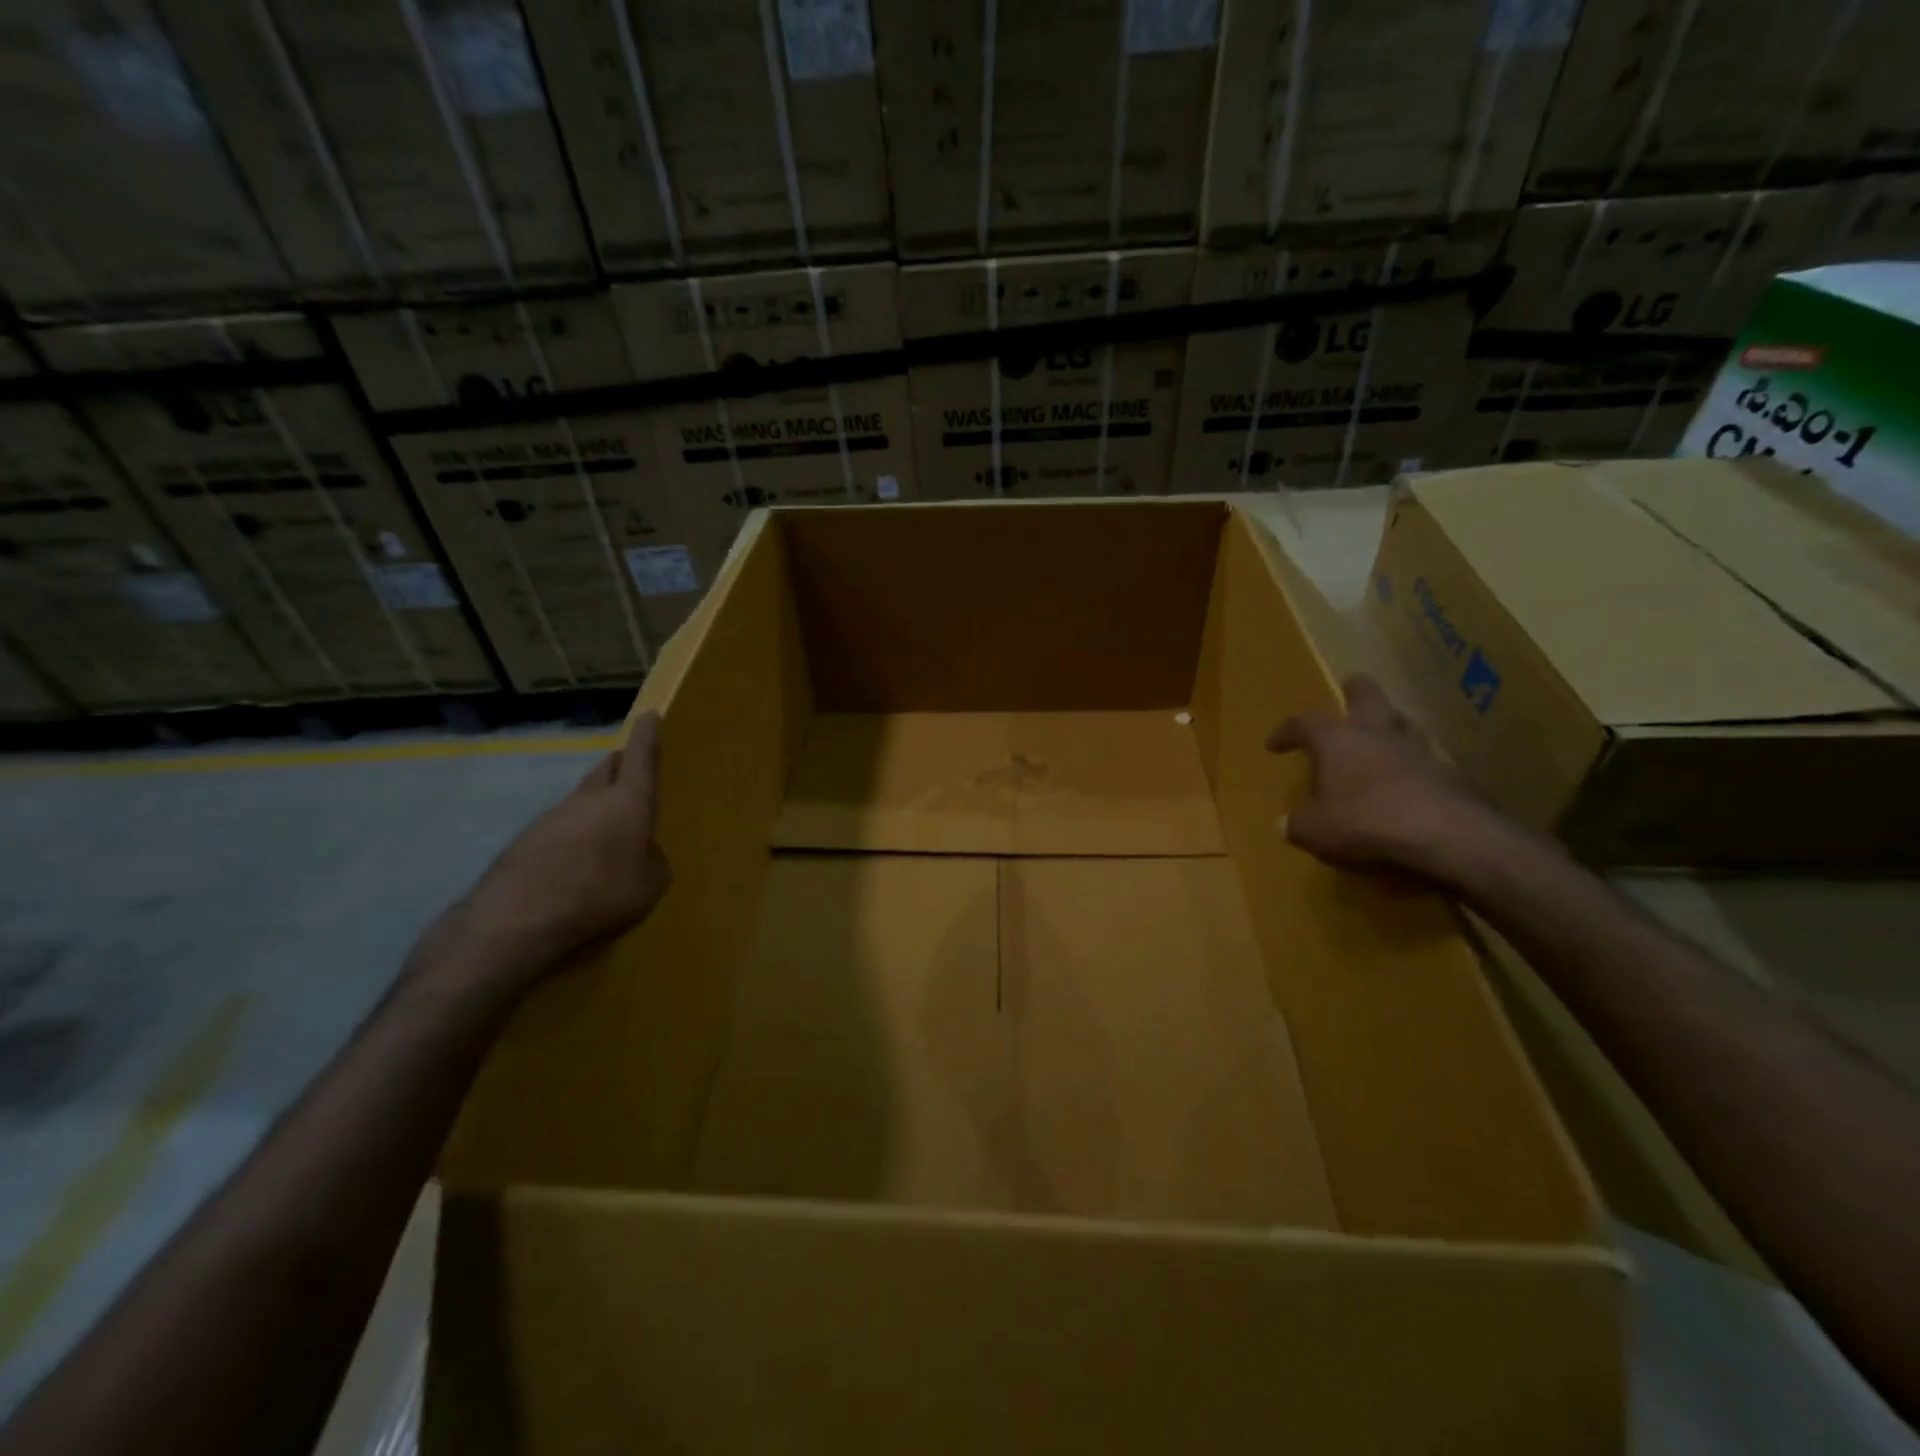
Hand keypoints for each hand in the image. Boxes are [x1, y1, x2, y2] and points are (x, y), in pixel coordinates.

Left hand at [451, 711, 672, 985]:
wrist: (518, 918)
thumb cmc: (602, 892)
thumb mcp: (651, 883)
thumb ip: (652, 860)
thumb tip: (640, 853)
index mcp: (627, 801)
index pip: (641, 757)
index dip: (647, 735)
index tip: (648, 714)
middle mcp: (588, 799)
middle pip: (605, 772)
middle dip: (619, 767)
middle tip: (629, 769)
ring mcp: (551, 818)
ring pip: (580, 802)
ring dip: (594, 809)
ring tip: (605, 834)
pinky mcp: (524, 843)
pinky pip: (558, 832)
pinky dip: (571, 840)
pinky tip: (574, 867)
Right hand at [1267, 675, 1497, 881]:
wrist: (1444, 834)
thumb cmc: (1364, 821)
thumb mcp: (1314, 830)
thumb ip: (1297, 824)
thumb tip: (1285, 824)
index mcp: (1336, 739)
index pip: (1302, 723)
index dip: (1285, 731)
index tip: (1274, 744)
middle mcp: (1375, 734)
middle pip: (1367, 696)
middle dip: (1355, 690)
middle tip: (1349, 687)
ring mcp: (1416, 750)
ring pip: (1402, 722)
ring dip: (1389, 725)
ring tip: (1380, 735)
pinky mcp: (1448, 773)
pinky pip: (1425, 759)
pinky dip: (1412, 764)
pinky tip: (1408, 778)